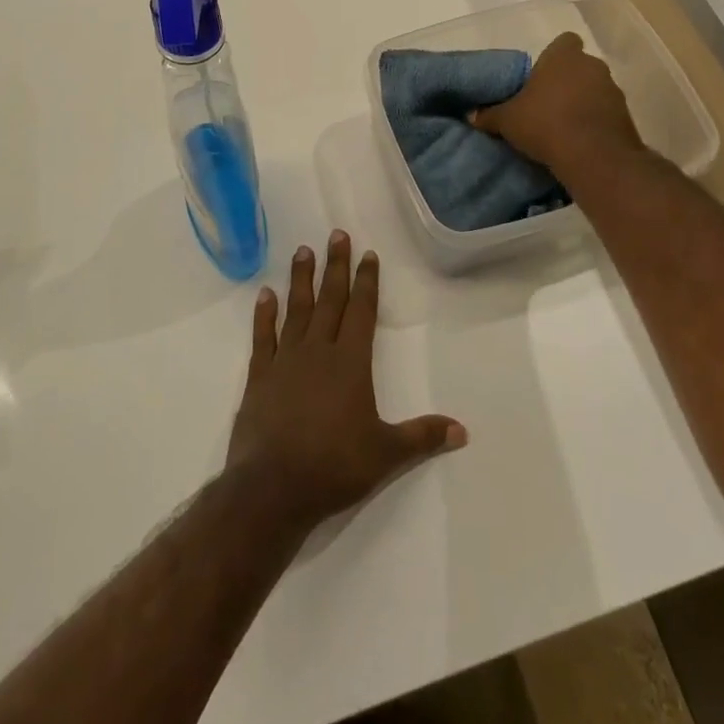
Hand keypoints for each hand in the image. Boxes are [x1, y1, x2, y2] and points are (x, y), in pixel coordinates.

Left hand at [227, 231, 466, 531]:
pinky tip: (265, 294)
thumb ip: (422, 437)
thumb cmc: (334, 467)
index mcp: (350, 362)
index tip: (367, 254)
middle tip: (336, 235)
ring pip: (296, 310)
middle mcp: (318, 351)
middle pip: (330, 300)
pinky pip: (263, 337)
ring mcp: (286, 361)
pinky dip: (264, 315)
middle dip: (336, 267)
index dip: (366, 282)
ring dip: (301, 280)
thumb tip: (463, 430)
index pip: (361, 311)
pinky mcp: (260, 377)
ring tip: (302, 251)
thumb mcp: (386, 454)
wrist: (273, 488)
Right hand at [471, 31, 643, 177]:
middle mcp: (592, 65)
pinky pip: (605, 112)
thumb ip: (490, 115)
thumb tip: (472, 115)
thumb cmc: (545, 124)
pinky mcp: (626, 116)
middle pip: (579, 66)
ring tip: (562, 125)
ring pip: (594, 89)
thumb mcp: (507, 120)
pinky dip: (595, 122)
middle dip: (566, 81)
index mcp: (564, 56)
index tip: (540, 75)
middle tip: (545, 102)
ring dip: (582, 102)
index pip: (564, 41)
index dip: (553, 56)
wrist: (594, 157)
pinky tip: (579, 140)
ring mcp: (613, 90)